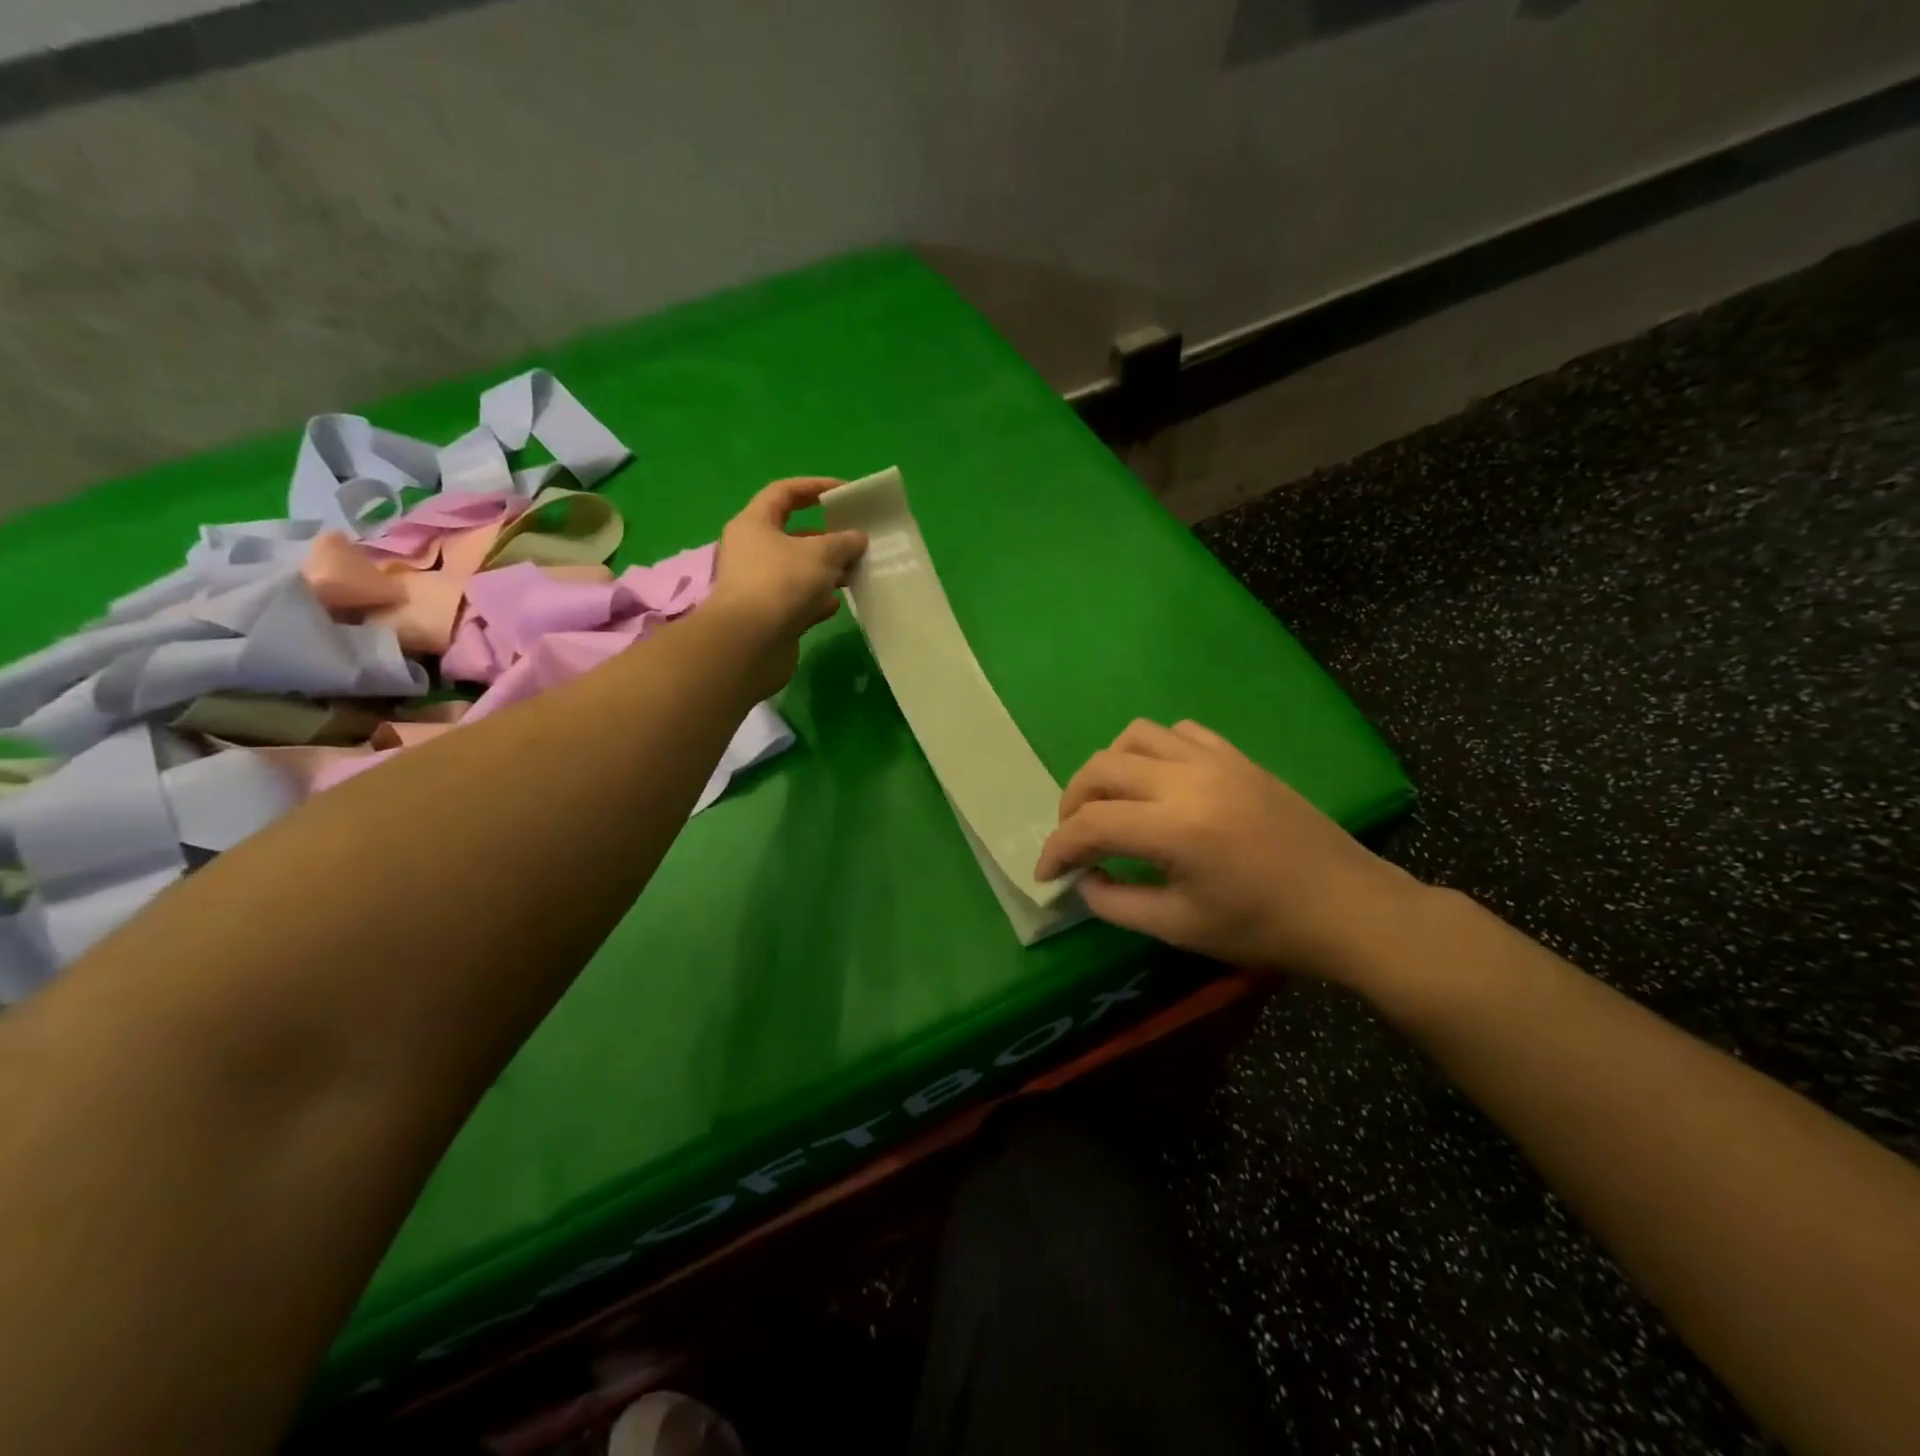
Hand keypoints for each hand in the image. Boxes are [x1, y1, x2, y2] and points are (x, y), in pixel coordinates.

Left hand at [707, 477, 866, 695]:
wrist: (750, 644)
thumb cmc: (781, 583)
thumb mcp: (821, 554)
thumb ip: (843, 542)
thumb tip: (857, 538)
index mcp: (755, 524)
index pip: (784, 493)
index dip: (815, 487)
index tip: (846, 492)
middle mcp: (752, 551)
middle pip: (794, 535)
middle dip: (828, 537)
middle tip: (858, 541)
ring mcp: (759, 586)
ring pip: (799, 570)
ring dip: (827, 571)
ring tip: (856, 573)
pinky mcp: (769, 616)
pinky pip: (798, 601)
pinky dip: (817, 601)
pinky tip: (837, 604)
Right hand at [1034, 719, 1426, 983]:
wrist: (1347, 908)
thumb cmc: (1264, 927)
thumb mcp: (1181, 928)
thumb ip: (1118, 904)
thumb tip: (1083, 882)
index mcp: (1174, 828)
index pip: (1090, 824)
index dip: (1058, 847)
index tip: (1046, 872)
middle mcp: (1188, 780)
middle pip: (1102, 768)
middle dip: (1072, 802)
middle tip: (1074, 840)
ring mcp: (1215, 761)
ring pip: (1135, 737)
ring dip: (1109, 768)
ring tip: (1111, 804)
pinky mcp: (1238, 757)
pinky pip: (1179, 733)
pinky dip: (1153, 751)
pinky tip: (1159, 782)